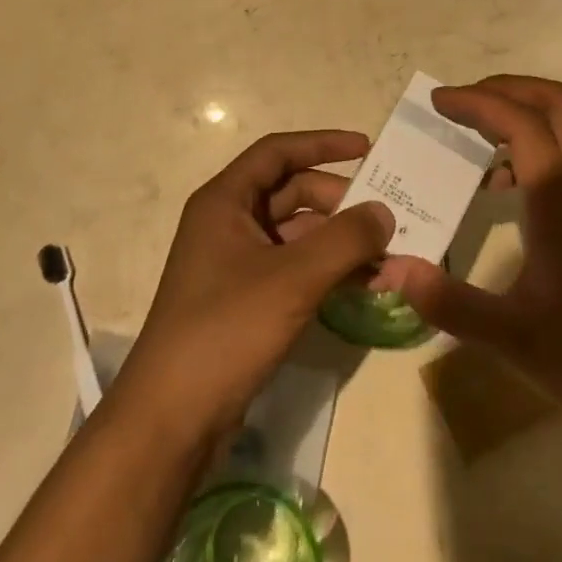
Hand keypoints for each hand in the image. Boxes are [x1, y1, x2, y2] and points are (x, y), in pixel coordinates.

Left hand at [115, 130, 393, 436]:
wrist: (173, 417)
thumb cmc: (227, 329)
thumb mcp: (293, 278)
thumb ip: (345, 239)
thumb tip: (385, 212)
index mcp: (225, 201)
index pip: (278, 152)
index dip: (323, 144)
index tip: (367, 148)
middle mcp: (228, 222)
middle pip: (291, 192)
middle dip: (340, 202)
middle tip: (387, 216)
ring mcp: (236, 262)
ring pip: (297, 233)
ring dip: (339, 241)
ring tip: (387, 257)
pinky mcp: (245, 298)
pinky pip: (294, 267)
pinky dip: (327, 269)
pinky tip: (364, 285)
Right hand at [380, 76, 561, 451]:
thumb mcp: (515, 341)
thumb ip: (451, 303)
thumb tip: (393, 267)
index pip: (524, 124)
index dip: (479, 103)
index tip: (438, 103)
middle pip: (557, 103)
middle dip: (506, 88)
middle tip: (460, 105)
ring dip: (519, 115)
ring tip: (471, 141)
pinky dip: (531, 148)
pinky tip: (502, 192)